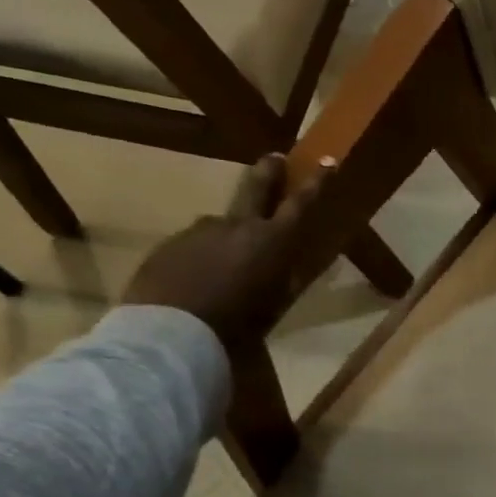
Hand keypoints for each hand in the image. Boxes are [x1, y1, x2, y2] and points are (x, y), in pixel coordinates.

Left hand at [121, 154, 330, 347]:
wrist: (168, 336)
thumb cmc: (234, 330)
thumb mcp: (271, 311)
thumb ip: (280, 285)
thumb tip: (284, 273)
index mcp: (270, 242)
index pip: (300, 204)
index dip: (316, 183)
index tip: (327, 162)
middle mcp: (236, 226)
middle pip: (255, 187)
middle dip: (268, 171)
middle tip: (273, 160)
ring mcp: (198, 232)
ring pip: (219, 224)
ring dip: (227, 236)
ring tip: (223, 265)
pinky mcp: (168, 245)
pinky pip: (192, 245)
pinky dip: (199, 257)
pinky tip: (194, 282)